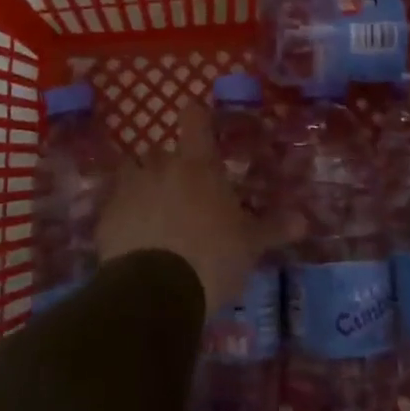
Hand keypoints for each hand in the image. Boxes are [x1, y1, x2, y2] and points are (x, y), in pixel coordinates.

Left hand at [97, 101, 297, 316]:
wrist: (154, 293)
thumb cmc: (211, 258)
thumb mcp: (250, 245)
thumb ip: (273, 228)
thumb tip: (304, 219)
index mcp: (197, 164)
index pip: (194, 118)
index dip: (196, 117)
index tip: (199, 122)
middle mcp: (160, 166)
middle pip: (161, 151)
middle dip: (170, 166)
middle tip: (185, 192)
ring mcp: (129, 189)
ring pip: (132, 172)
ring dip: (142, 185)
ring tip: (153, 211)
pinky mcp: (105, 217)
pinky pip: (114, 205)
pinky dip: (122, 215)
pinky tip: (132, 238)